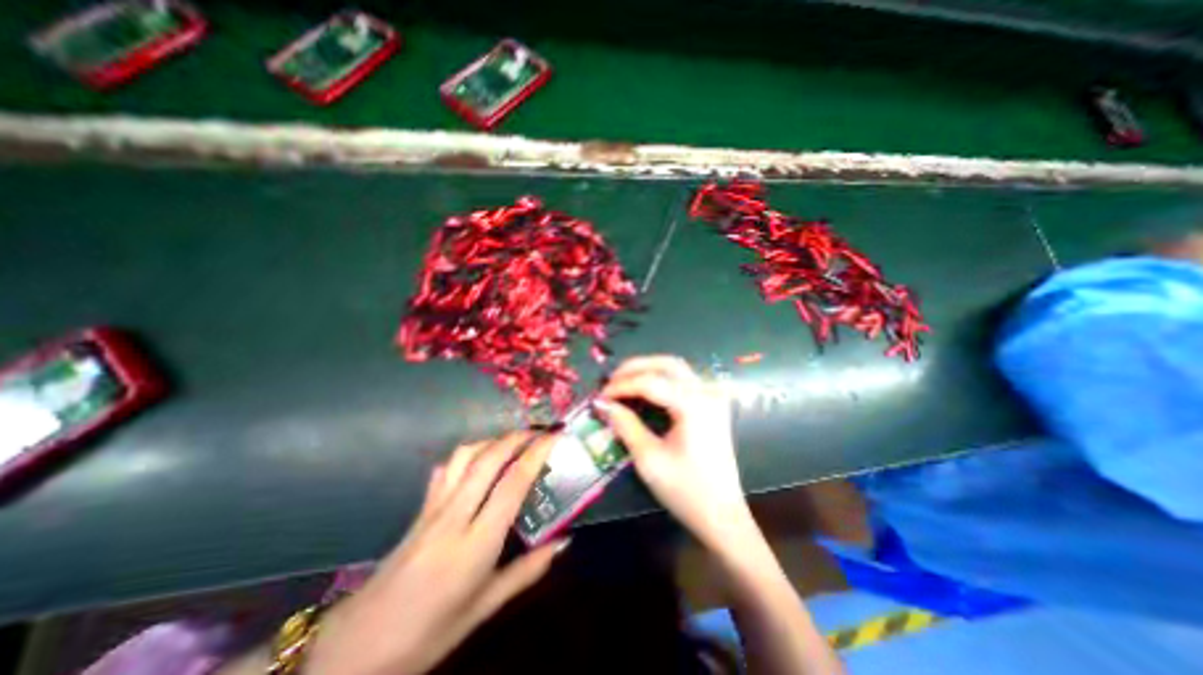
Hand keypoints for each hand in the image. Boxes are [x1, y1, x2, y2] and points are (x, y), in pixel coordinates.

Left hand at [303, 434, 562, 674]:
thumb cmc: (429, 633)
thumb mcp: (485, 608)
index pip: (512, 483)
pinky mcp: (419, 509)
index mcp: (476, 544)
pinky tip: (478, 461)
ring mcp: (433, 509)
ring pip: (465, 456)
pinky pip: (446, 469)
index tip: (554, 437)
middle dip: (517, 437)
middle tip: (539, 432)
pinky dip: (467, 455)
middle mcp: (454, 516)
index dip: (536, 454)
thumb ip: (527, 571)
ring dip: (493, 441)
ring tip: (513, 443)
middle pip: (488, 459)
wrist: (356, 648)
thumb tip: (564, 542)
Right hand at [594, 355, 747, 551]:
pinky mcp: (712, 405)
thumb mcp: (648, 459)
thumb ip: (625, 425)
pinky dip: (661, 378)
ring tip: (623, 382)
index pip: (651, 382)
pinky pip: (684, 380)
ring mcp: (712, 397)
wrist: (722, 516)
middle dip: (635, 368)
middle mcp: (707, 393)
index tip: (599, 396)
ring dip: (648, 369)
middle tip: (610, 381)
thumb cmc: (686, 491)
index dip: (621, 386)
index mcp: (694, 405)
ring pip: (676, 368)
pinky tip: (645, 389)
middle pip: (667, 364)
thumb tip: (603, 404)